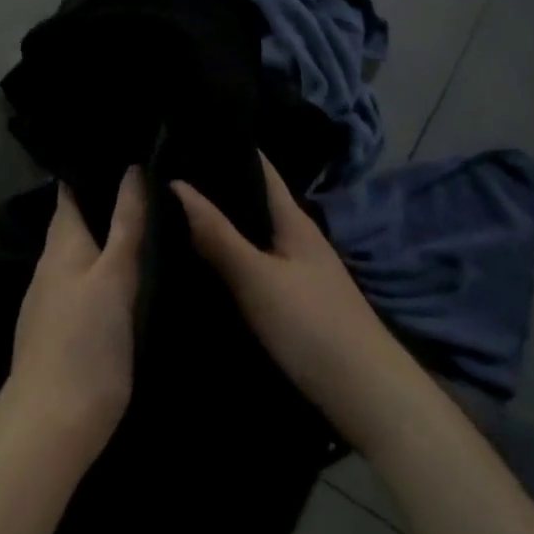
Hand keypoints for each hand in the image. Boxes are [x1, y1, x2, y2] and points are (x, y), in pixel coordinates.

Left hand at [4, 168, 144, 460]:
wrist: (52, 423)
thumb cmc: (86, 342)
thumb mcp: (114, 277)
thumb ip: (125, 225)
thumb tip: (132, 169)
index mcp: (62, 245)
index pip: (70, 193)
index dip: (89, 170)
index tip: (119, 152)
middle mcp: (49, 266)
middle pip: (74, 224)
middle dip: (100, 204)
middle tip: (144, 187)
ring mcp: (49, 301)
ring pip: (78, 257)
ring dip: (102, 241)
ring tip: (141, 227)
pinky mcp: (57, 331)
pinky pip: (80, 286)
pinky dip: (99, 274)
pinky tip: (122, 281)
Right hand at [172, 155, 396, 435]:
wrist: (369, 398)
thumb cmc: (313, 326)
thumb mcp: (257, 278)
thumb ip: (217, 234)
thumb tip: (174, 183)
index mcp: (293, 220)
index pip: (259, 166)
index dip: (226, 147)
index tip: (185, 135)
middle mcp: (298, 237)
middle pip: (253, 200)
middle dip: (215, 186)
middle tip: (164, 174)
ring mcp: (299, 271)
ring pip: (252, 233)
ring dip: (220, 222)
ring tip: (171, 211)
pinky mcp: (296, 301)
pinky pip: (254, 263)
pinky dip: (228, 255)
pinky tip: (202, 262)